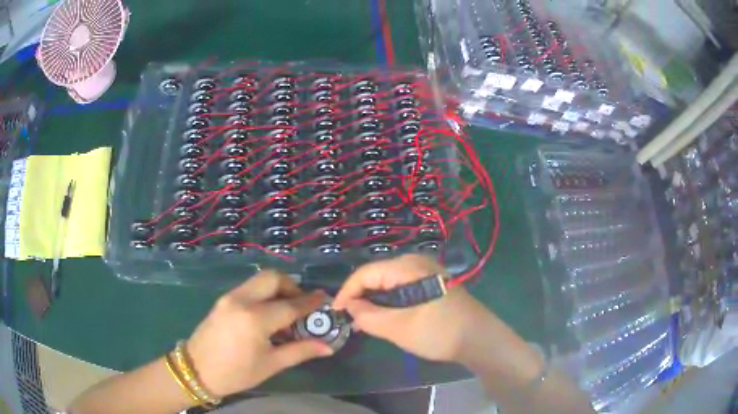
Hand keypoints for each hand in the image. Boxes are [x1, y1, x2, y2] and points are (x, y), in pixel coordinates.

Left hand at [186, 270, 333, 397]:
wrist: (197, 370)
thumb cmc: (236, 373)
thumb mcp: (271, 364)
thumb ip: (300, 351)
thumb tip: (327, 347)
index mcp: (255, 319)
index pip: (290, 305)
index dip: (309, 302)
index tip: (324, 298)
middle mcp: (242, 300)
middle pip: (272, 278)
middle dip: (291, 286)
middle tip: (301, 305)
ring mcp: (229, 297)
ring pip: (259, 280)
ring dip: (277, 289)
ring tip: (285, 312)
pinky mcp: (222, 300)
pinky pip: (249, 288)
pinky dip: (263, 294)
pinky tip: (266, 315)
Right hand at [333, 254, 494, 363]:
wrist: (480, 338)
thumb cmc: (439, 332)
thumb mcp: (399, 328)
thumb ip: (368, 317)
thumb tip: (349, 308)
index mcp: (407, 266)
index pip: (365, 273)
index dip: (346, 292)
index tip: (335, 312)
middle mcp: (416, 262)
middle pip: (377, 275)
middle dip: (360, 297)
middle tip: (349, 320)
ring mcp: (427, 272)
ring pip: (389, 282)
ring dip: (374, 300)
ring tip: (363, 321)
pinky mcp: (433, 283)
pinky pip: (402, 287)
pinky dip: (389, 301)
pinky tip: (385, 316)